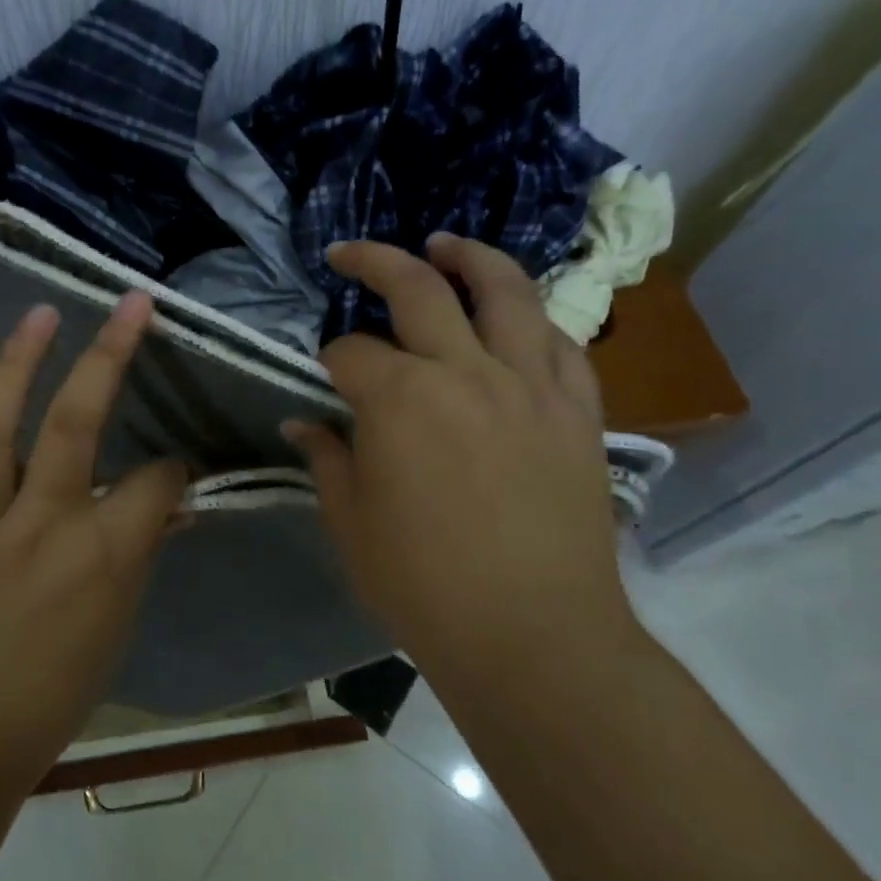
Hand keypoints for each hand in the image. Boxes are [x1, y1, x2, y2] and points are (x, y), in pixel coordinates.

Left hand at [0, 293, 188, 783]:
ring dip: (16, 362)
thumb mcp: (119, 624)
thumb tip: (165, 504)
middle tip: (128, 306)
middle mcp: (39, 524)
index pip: (156, 480)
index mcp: (101, 555)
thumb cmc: (54, 692)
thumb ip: (140, 551)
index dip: (174, 468)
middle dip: (109, 355)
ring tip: (39, 317)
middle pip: (76, 423)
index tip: (175, 469)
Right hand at [287, 235, 631, 683]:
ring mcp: (530, 385)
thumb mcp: (350, 523)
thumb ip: (326, 459)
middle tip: (351, 253)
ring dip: (470, 258)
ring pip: (505, 292)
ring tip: (446, 243)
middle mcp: (465, 371)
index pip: (350, 352)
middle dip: (375, 262)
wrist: (533, 637)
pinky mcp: (578, 411)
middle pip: (418, 289)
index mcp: (399, 399)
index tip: (324, 379)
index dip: (329, 361)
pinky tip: (517, 319)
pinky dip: (534, 320)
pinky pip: (561, 344)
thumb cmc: (424, 585)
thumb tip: (302, 424)